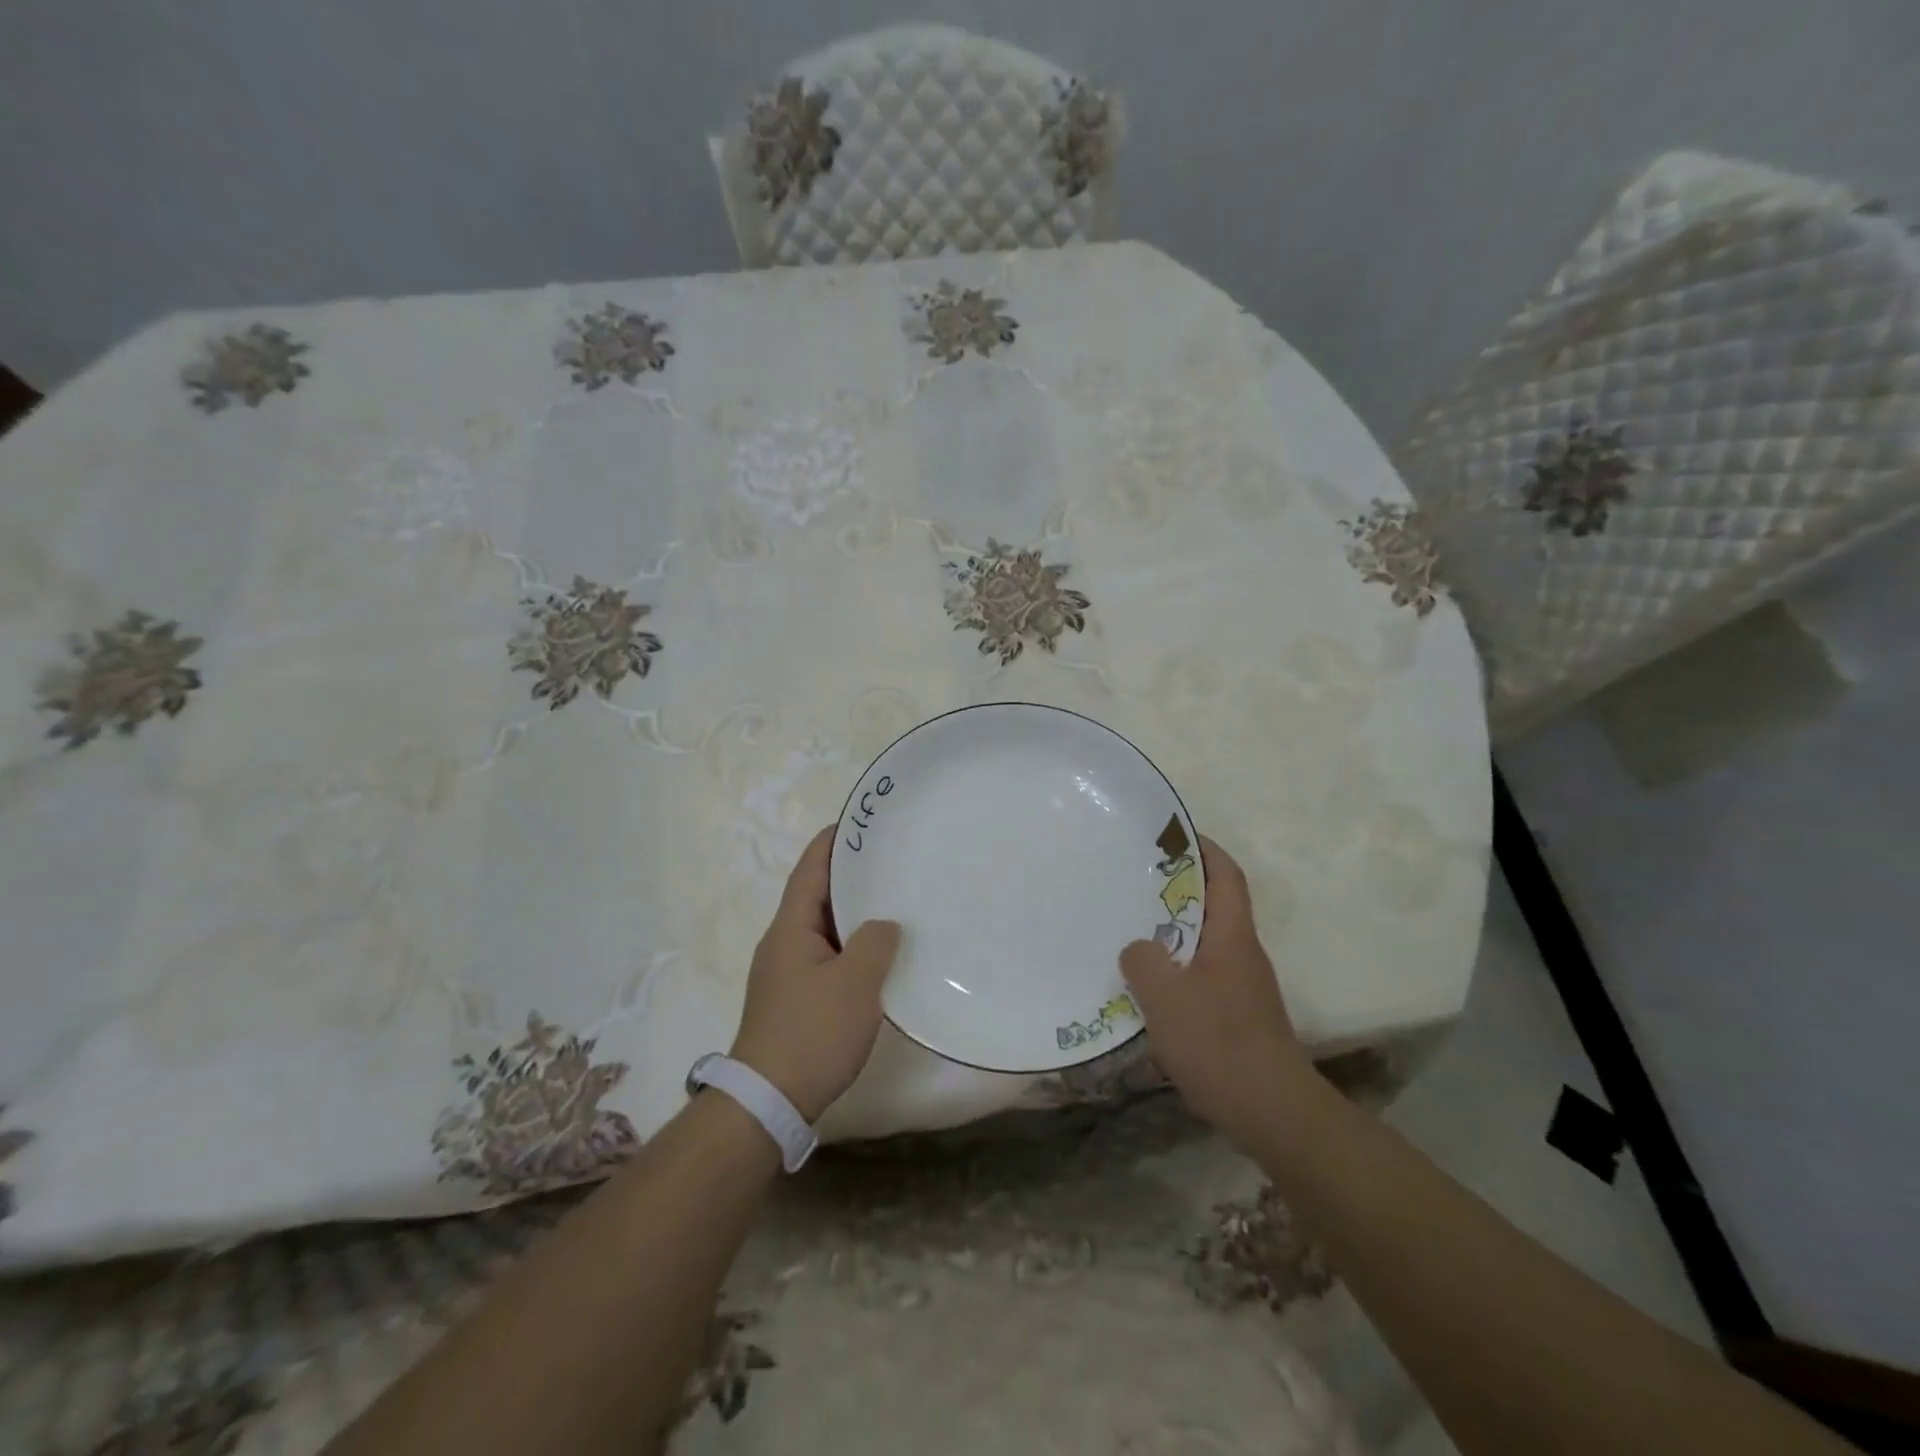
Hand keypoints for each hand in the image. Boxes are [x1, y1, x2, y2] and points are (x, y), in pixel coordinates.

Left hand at [730, 825, 901, 1123]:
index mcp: (790, 927)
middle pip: (816, 895)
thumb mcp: (855, 983)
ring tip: (891, 900)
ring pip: (822, 927)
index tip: (858, 821)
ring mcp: (785, 972)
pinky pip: (825, 955)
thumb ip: (875, 942)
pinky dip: (850, 944)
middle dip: (849, 875)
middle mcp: (782, 942)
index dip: (832, 842)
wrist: (768, 1101)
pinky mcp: (793, 999)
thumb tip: (883, 926)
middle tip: (889, 859)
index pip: (810, 869)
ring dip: (852, 912)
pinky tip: (877, 954)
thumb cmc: (812, 1032)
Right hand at [1120, 838, 1312, 1142]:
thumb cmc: (1219, 1043)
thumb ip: (1143, 960)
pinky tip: (1146, 988)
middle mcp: (1242, 953)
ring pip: (1203, 943)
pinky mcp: (1236, 1016)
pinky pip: (1200, 976)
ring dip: (1172, 933)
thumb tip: (1138, 949)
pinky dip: (1175, 970)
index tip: (1171, 836)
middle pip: (1213, 906)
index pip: (1226, 875)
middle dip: (1177, 890)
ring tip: (1129, 930)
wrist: (1273, 1112)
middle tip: (1132, 883)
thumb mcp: (1166, 996)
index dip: (1204, 849)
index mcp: (1232, 936)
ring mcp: (1242, 987)